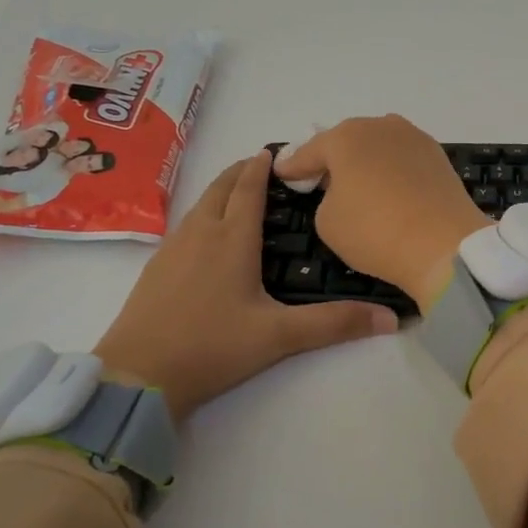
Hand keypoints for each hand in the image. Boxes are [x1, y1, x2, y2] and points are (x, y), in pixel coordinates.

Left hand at [93, 151, 398, 420]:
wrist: (135, 377)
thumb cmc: (211, 346)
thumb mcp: (278, 336)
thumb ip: (334, 324)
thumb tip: (393, 318)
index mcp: (232, 239)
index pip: (249, 189)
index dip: (263, 166)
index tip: (277, 150)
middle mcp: (201, 233)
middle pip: (221, 187)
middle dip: (242, 171)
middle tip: (264, 166)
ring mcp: (173, 249)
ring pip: (200, 204)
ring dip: (222, 191)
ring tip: (241, 194)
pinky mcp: (155, 268)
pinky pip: (186, 225)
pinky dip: (204, 213)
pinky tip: (209, 236)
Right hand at [273, 115, 491, 307]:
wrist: (443, 244)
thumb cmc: (374, 231)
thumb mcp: (327, 220)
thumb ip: (326, 197)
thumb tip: (343, 191)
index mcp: (346, 137)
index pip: (310, 151)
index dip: (293, 166)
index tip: (282, 172)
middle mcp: (380, 126)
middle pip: (347, 141)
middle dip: (332, 158)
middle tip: (319, 179)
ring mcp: (413, 138)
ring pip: (378, 146)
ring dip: (365, 160)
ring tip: (356, 182)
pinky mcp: (437, 155)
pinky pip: (402, 158)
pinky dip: (390, 169)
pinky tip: (387, 186)